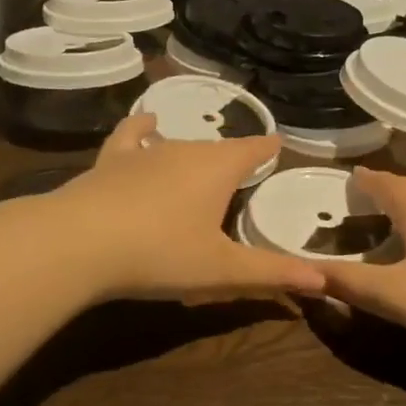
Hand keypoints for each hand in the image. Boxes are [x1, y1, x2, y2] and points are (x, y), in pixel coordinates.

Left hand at [53, 114, 326, 303]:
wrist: (79, 243)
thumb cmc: (160, 254)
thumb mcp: (222, 271)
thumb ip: (272, 273)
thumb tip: (325, 281)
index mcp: (218, 169)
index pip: (254, 150)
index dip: (268, 149)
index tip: (279, 146)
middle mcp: (184, 150)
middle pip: (218, 149)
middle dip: (233, 158)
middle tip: (243, 174)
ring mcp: (144, 153)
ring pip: (179, 144)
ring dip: (194, 152)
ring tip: (203, 160)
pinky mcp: (110, 161)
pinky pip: (131, 136)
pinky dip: (142, 129)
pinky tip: (147, 124)